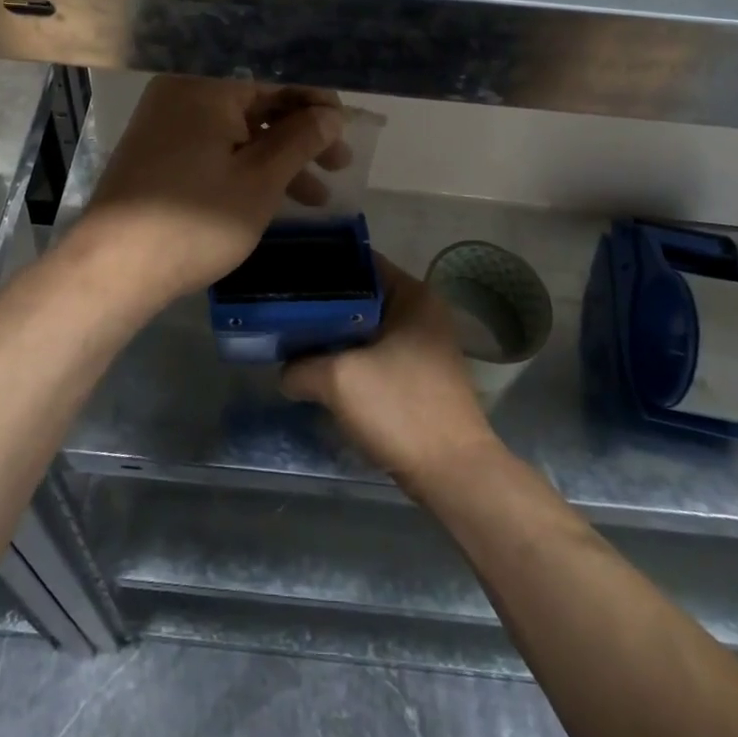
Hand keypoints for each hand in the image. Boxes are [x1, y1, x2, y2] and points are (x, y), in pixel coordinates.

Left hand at [78, 75, 348, 304]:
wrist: (112, 268)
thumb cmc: (195, 221)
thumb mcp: (260, 180)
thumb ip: (300, 140)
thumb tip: (330, 116)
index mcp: (207, 84)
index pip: (275, 73)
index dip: (316, 98)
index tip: (344, 126)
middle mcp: (184, 90)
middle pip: (257, 99)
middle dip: (301, 131)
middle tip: (339, 162)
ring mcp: (168, 120)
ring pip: (238, 127)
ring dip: (279, 155)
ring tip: (318, 194)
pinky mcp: (160, 150)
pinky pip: (216, 143)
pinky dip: (247, 164)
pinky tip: (276, 196)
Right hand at [282, 258, 501, 490]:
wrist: (453, 474)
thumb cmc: (400, 409)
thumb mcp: (338, 380)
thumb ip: (301, 367)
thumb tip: (285, 373)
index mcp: (413, 295)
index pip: (359, 262)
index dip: (322, 267)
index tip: (288, 277)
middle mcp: (422, 312)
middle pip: (362, 296)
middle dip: (324, 306)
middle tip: (285, 311)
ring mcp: (424, 345)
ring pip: (368, 328)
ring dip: (336, 336)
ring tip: (296, 339)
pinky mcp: (420, 376)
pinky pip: (377, 354)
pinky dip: (352, 358)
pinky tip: (323, 370)